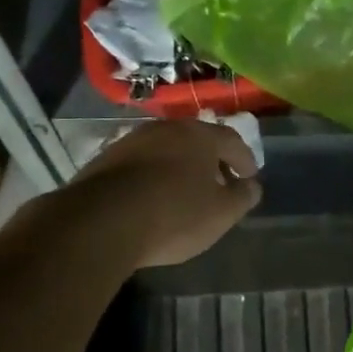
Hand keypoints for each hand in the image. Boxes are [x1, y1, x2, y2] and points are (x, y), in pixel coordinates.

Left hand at [69, 118, 261, 267]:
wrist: (101, 222)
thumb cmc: (174, 215)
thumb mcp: (221, 214)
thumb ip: (242, 197)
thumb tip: (251, 186)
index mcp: (199, 135)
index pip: (232, 141)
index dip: (245, 160)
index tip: (250, 177)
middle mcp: (165, 128)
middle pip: (196, 140)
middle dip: (211, 160)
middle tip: (220, 182)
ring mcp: (131, 141)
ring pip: (166, 149)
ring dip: (180, 166)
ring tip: (186, 191)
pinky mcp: (104, 159)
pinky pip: (140, 164)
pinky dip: (153, 176)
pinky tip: (153, 197)